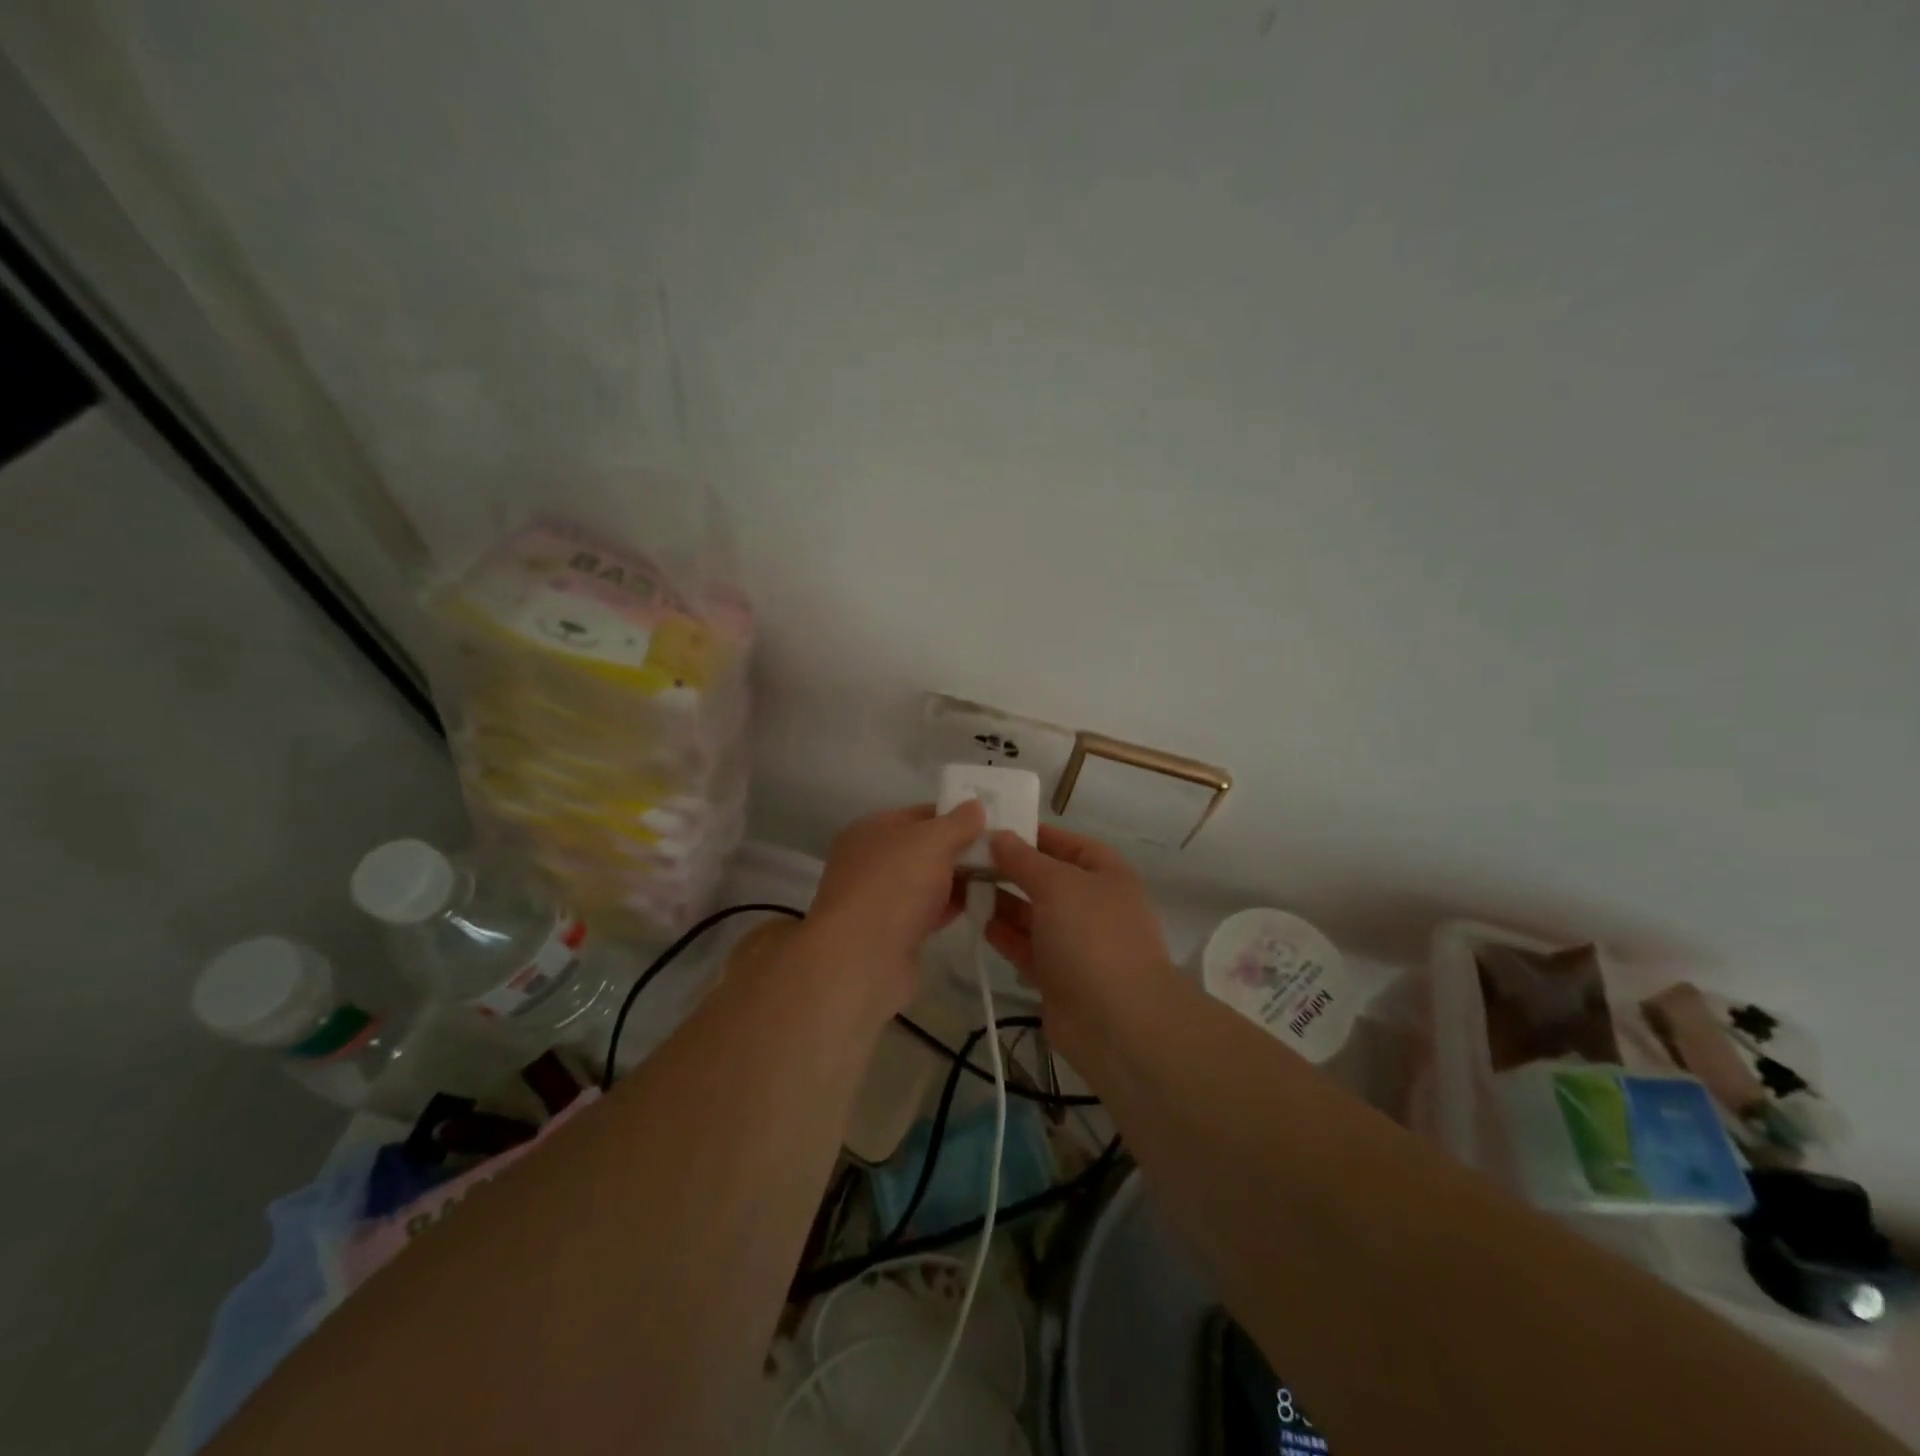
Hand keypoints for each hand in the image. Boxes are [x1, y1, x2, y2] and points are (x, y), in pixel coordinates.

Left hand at [799, 800, 986, 1019]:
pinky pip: (929, 910)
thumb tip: (976, 805)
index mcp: (873, 829)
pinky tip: (984, 905)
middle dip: (962, 849)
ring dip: (961, 879)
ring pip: (929, 880)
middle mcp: (873, 860)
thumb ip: (957, 822)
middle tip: (1005, 852)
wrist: (861, 960)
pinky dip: (952, 906)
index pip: (922, 813)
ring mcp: (881, 898)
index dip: (957, 815)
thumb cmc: (894, 886)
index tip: (994, 823)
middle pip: (926, 848)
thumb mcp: (931, 841)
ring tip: (1003, 877)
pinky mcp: (893, 932)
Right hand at [985, 824, 1177, 1057]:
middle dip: (1009, 869)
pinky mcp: (1057, 975)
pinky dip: (1004, 935)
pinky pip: (1026, 946)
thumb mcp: (1057, 885)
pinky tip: (978, 922)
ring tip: (961, 887)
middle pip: (1045, 879)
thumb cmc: (1092, 937)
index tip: (991, 828)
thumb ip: (1023, 860)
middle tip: (965, 858)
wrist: (1117, 1022)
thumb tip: (999, 836)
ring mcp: (1075, 942)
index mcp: (1105, 874)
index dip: (1032, 834)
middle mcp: (1092, 904)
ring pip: (1032, 914)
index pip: (1066, 843)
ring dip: (1001, 901)